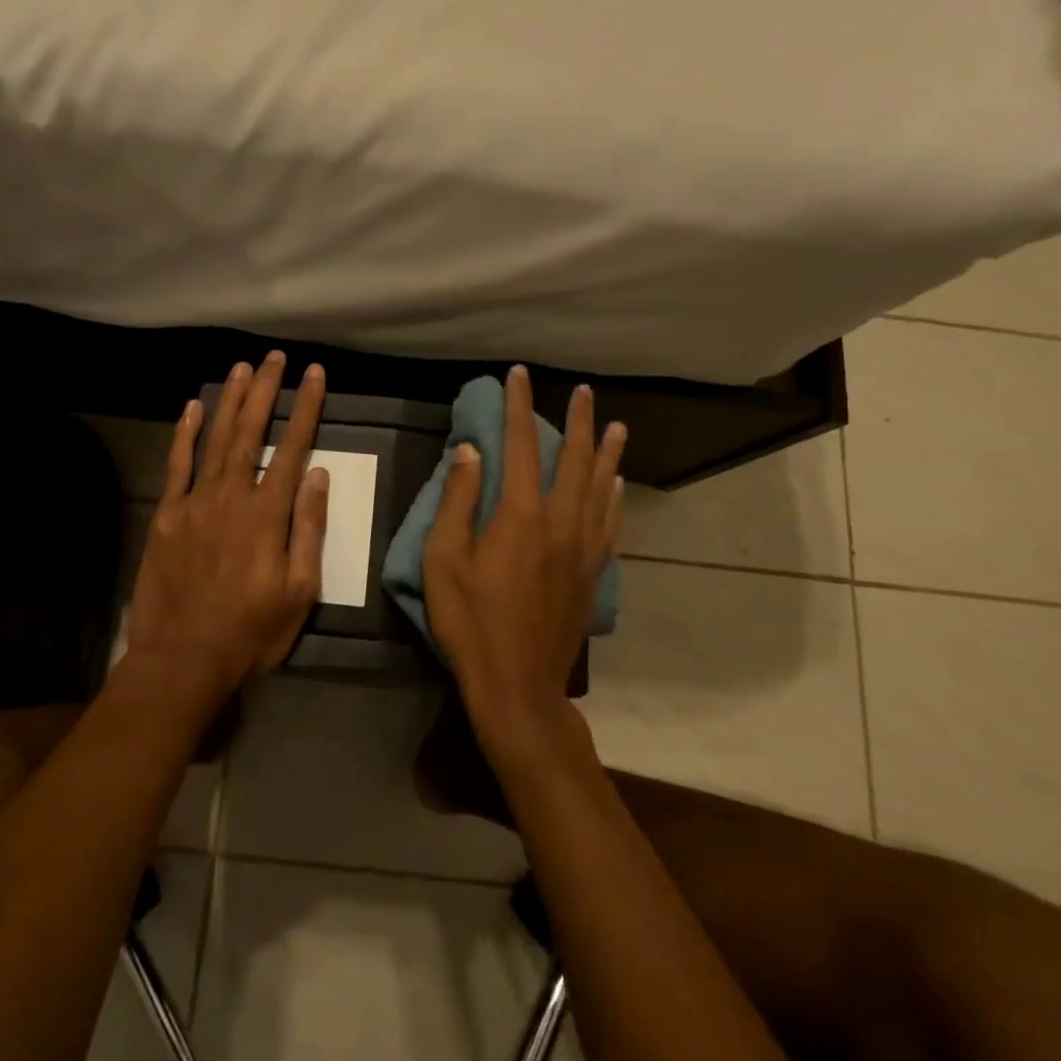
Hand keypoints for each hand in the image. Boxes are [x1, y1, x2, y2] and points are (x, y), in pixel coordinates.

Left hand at [124, 351, 329, 697]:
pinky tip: (192, 407)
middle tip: (274, 357)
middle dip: (265, 391)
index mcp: (268, 514)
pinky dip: (185, 434)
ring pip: (216, 439)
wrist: (184, 658)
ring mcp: (195, 502)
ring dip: (230, 401)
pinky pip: (177, 465)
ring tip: (241, 368)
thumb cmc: (251, 630)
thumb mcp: (300, 590)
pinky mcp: (167, 515)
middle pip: (251, 432)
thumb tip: (317, 475)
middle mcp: (232, 496)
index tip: (314, 374)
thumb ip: (308, 528)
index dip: (305, 408)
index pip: (293, 448)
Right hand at [423, 366, 624, 723]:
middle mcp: (559, 522)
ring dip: (607, 453)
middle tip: (582, 391)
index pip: (521, 446)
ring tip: (617, 426)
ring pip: (600, 488)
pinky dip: (614, 496)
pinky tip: (617, 484)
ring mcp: (582, 549)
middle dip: (577, 421)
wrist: (518, 684)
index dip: (520, 407)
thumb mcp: (443, 560)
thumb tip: (471, 451)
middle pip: (574, 460)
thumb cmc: (470, 621)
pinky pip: (609, 523)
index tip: (519, 375)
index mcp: (520, 515)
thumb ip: (458, 501)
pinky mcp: (591, 574)